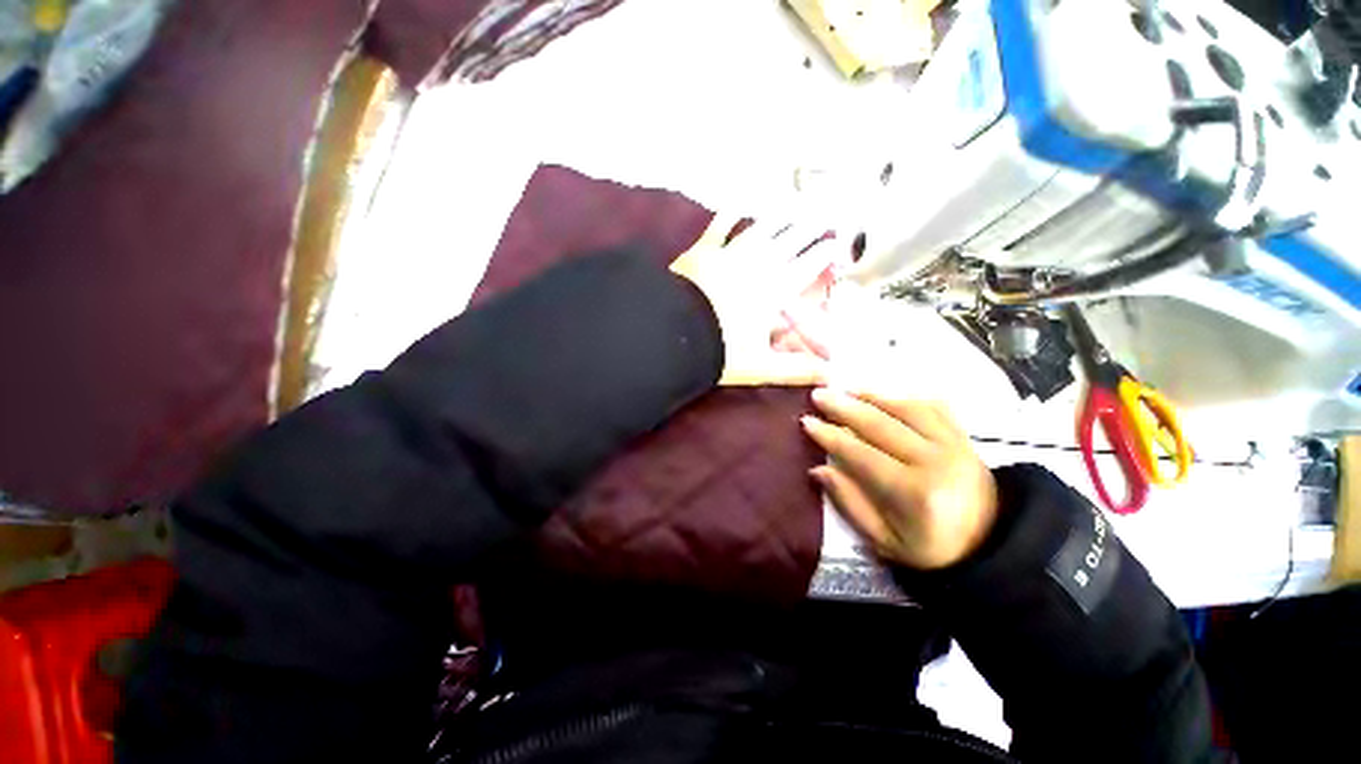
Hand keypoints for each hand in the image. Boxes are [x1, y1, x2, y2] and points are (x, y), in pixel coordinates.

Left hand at [671, 214, 840, 385]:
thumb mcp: (762, 367)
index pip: (808, 265)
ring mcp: (730, 253)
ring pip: (762, 228)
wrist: (672, 335)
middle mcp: (758, 265)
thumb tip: (833, 376)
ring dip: (781, 216)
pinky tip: (739, 204)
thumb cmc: (719, 352)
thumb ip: (798, 370)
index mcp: (775, 291)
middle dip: (810, 226)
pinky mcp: (703, 250)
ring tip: (797, 204)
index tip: (837, 243)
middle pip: (791, 239)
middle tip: (825, 213)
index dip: (824, 253)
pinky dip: (730, 214)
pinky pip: (720, 226)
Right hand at [801, 389, 997, 569]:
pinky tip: (883, 395)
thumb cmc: (931, 548)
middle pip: (881, 425)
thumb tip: (818, 469)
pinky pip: (932, 407)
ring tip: (845, 389)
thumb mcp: (885, 541)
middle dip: (844, 407)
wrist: (992, 546)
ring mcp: (953, 445)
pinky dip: (904, 397)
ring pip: (906, 409)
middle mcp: (935, 462)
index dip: (831, 437)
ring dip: (871, 396)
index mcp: (914, 493)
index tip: (807, 422)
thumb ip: (850, 503)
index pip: (862, 455)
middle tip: (818, 395)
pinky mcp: (963, 437)